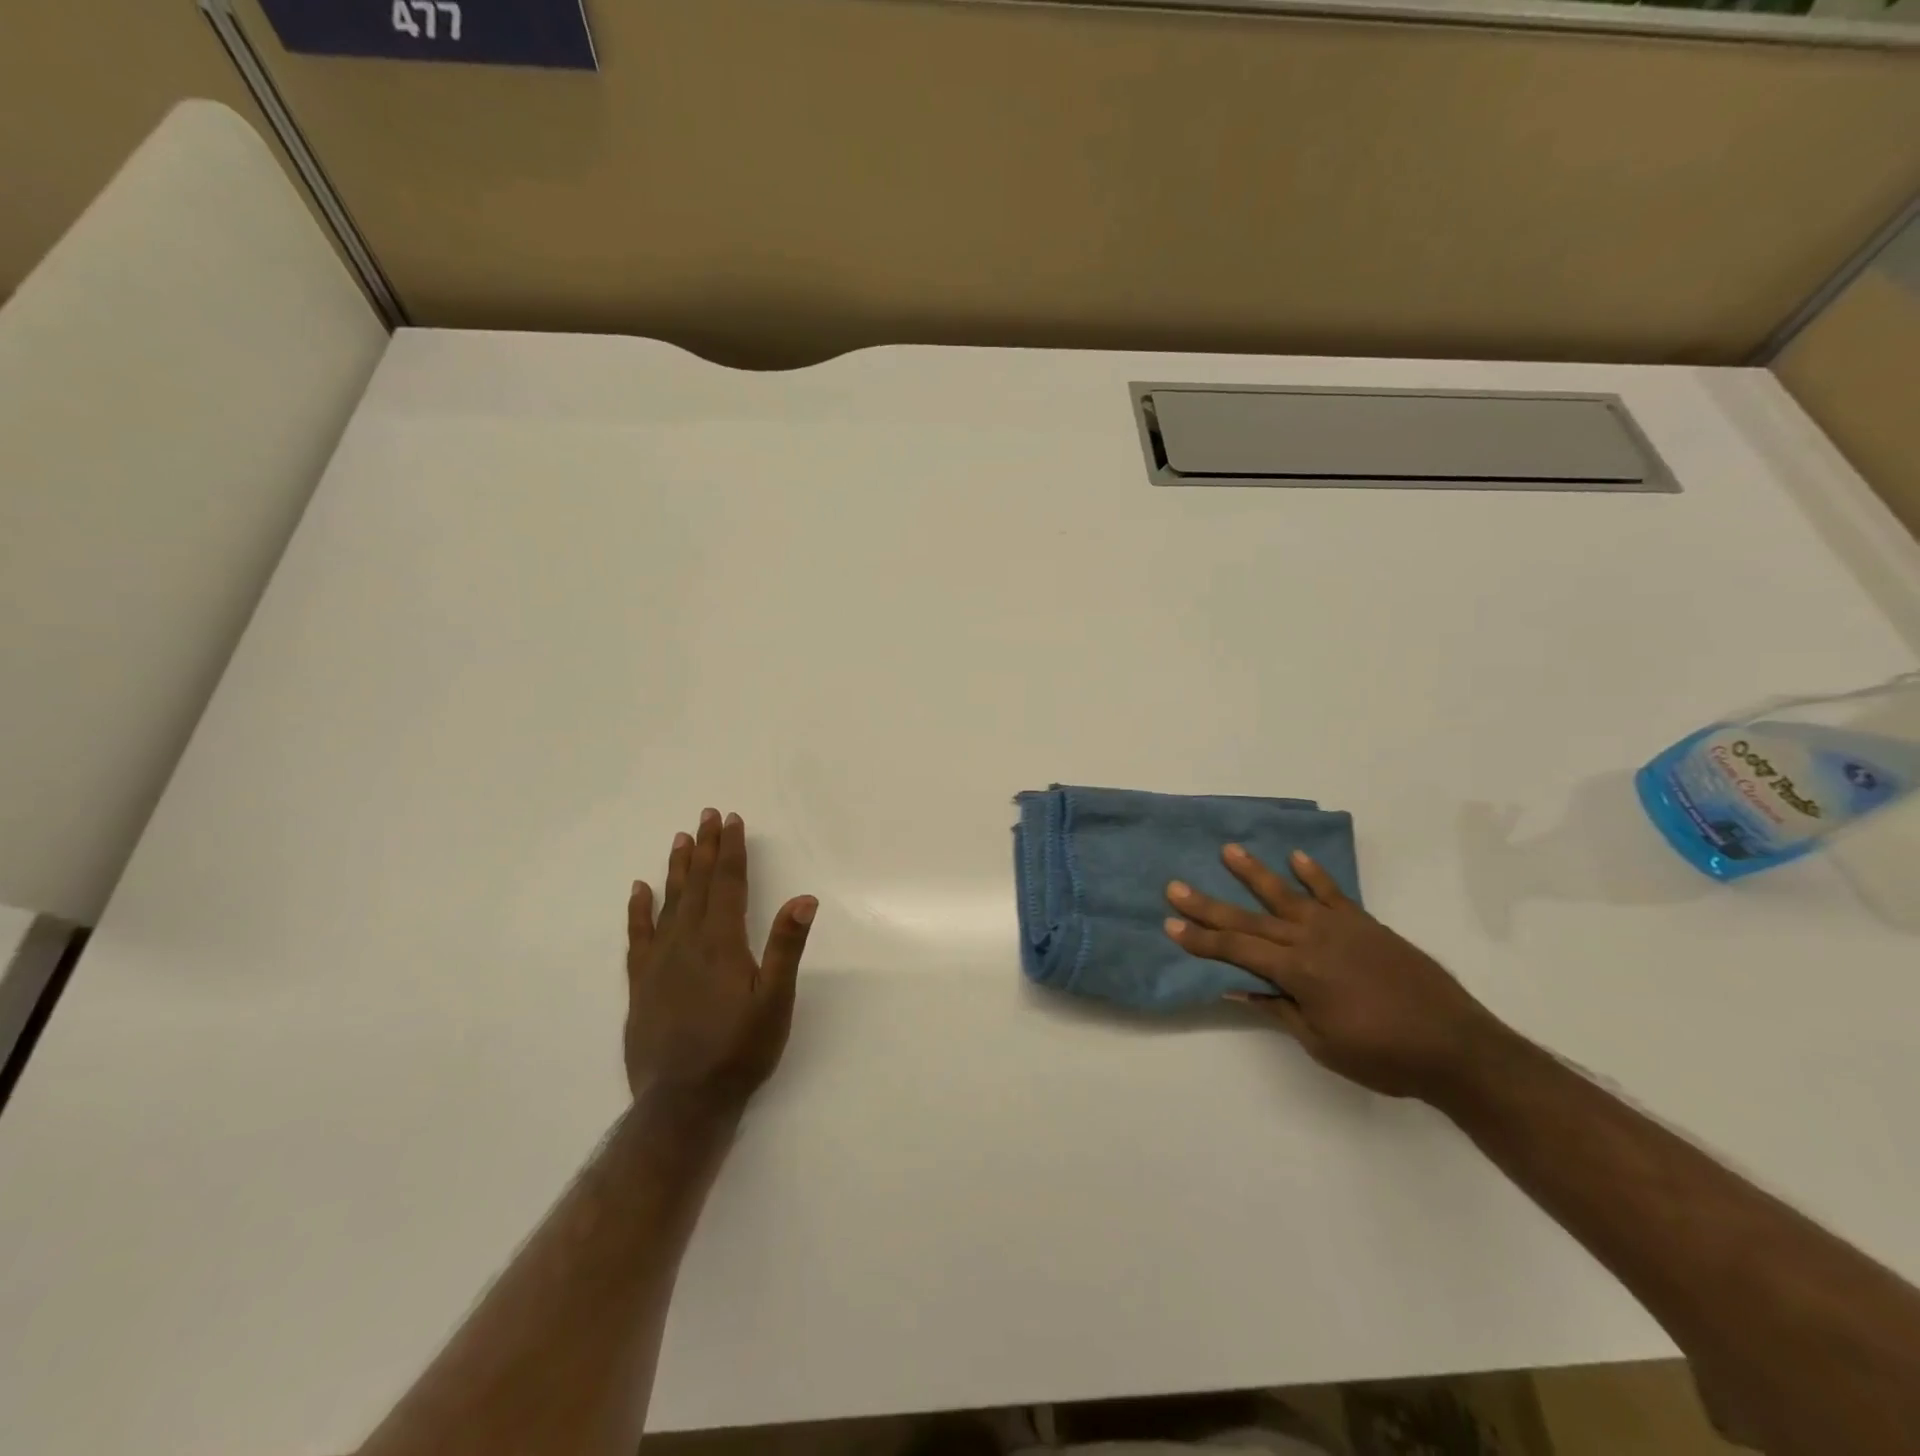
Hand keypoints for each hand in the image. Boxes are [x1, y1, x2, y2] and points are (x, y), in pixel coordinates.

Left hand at [625, 808, 816, 1113]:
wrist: (683, 1102)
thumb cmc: (740, 1050)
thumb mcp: (775, 1001)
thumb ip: (786, 947)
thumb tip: (804, 898)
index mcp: (722, 943)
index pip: (728, 884)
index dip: (731, 851)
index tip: (732, 821)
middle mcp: (687, 943)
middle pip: (699, 885)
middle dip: (707, 848)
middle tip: (708, 815)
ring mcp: (659, 962)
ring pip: (669, 903)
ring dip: (678, 869)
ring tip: (681, 839)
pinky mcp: (641, 984)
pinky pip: (638, 936)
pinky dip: (639, 909)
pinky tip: (640, 889)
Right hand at [1163, 845, 1506, 1100]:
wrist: (1455, 1046)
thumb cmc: (1383, 1056)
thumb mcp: (1321, 1044)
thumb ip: (1279, 1009)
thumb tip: (1238, 988)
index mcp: (1297, 972)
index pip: (1236, 951)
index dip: (1200, 940)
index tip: (1169, 925)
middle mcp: (1311, 940)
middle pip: (1249, 920)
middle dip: (1208, 906)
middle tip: (1175, 886)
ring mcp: (1339, 927)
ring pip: (1286, 895)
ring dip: (1254, 873)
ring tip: (1228, 850)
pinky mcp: (1365, 923)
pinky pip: (1332, 892)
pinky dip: (1313, 874)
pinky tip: (1295, 857)